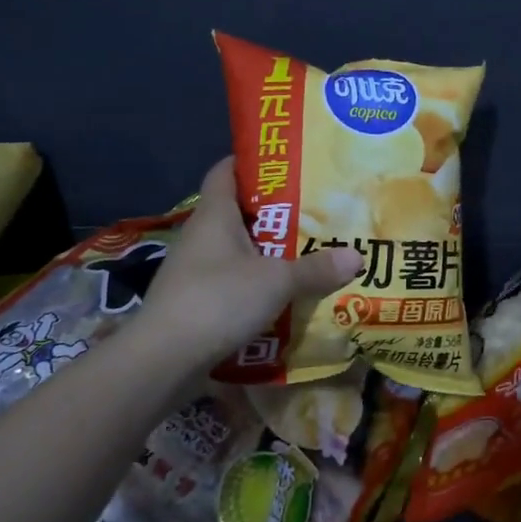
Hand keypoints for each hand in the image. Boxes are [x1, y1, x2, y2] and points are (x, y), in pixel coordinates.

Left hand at [134, 159, 361, 369]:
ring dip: (267, 252)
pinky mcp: (194, 303)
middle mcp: (201, 236)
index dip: (250, 161)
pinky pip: (232, 282)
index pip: (225, 171)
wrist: (163, 360)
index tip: (284, 163)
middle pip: (238, 212)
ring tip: (307, 252)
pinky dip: (256, 284)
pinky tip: (283, 295)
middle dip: (273, 212)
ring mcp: (194, 271)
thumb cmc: (217, 300)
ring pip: (237, 250)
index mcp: (214, 215)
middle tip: (314, 210)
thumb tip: (357, 256)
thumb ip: (316, 269)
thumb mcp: (276, 281)